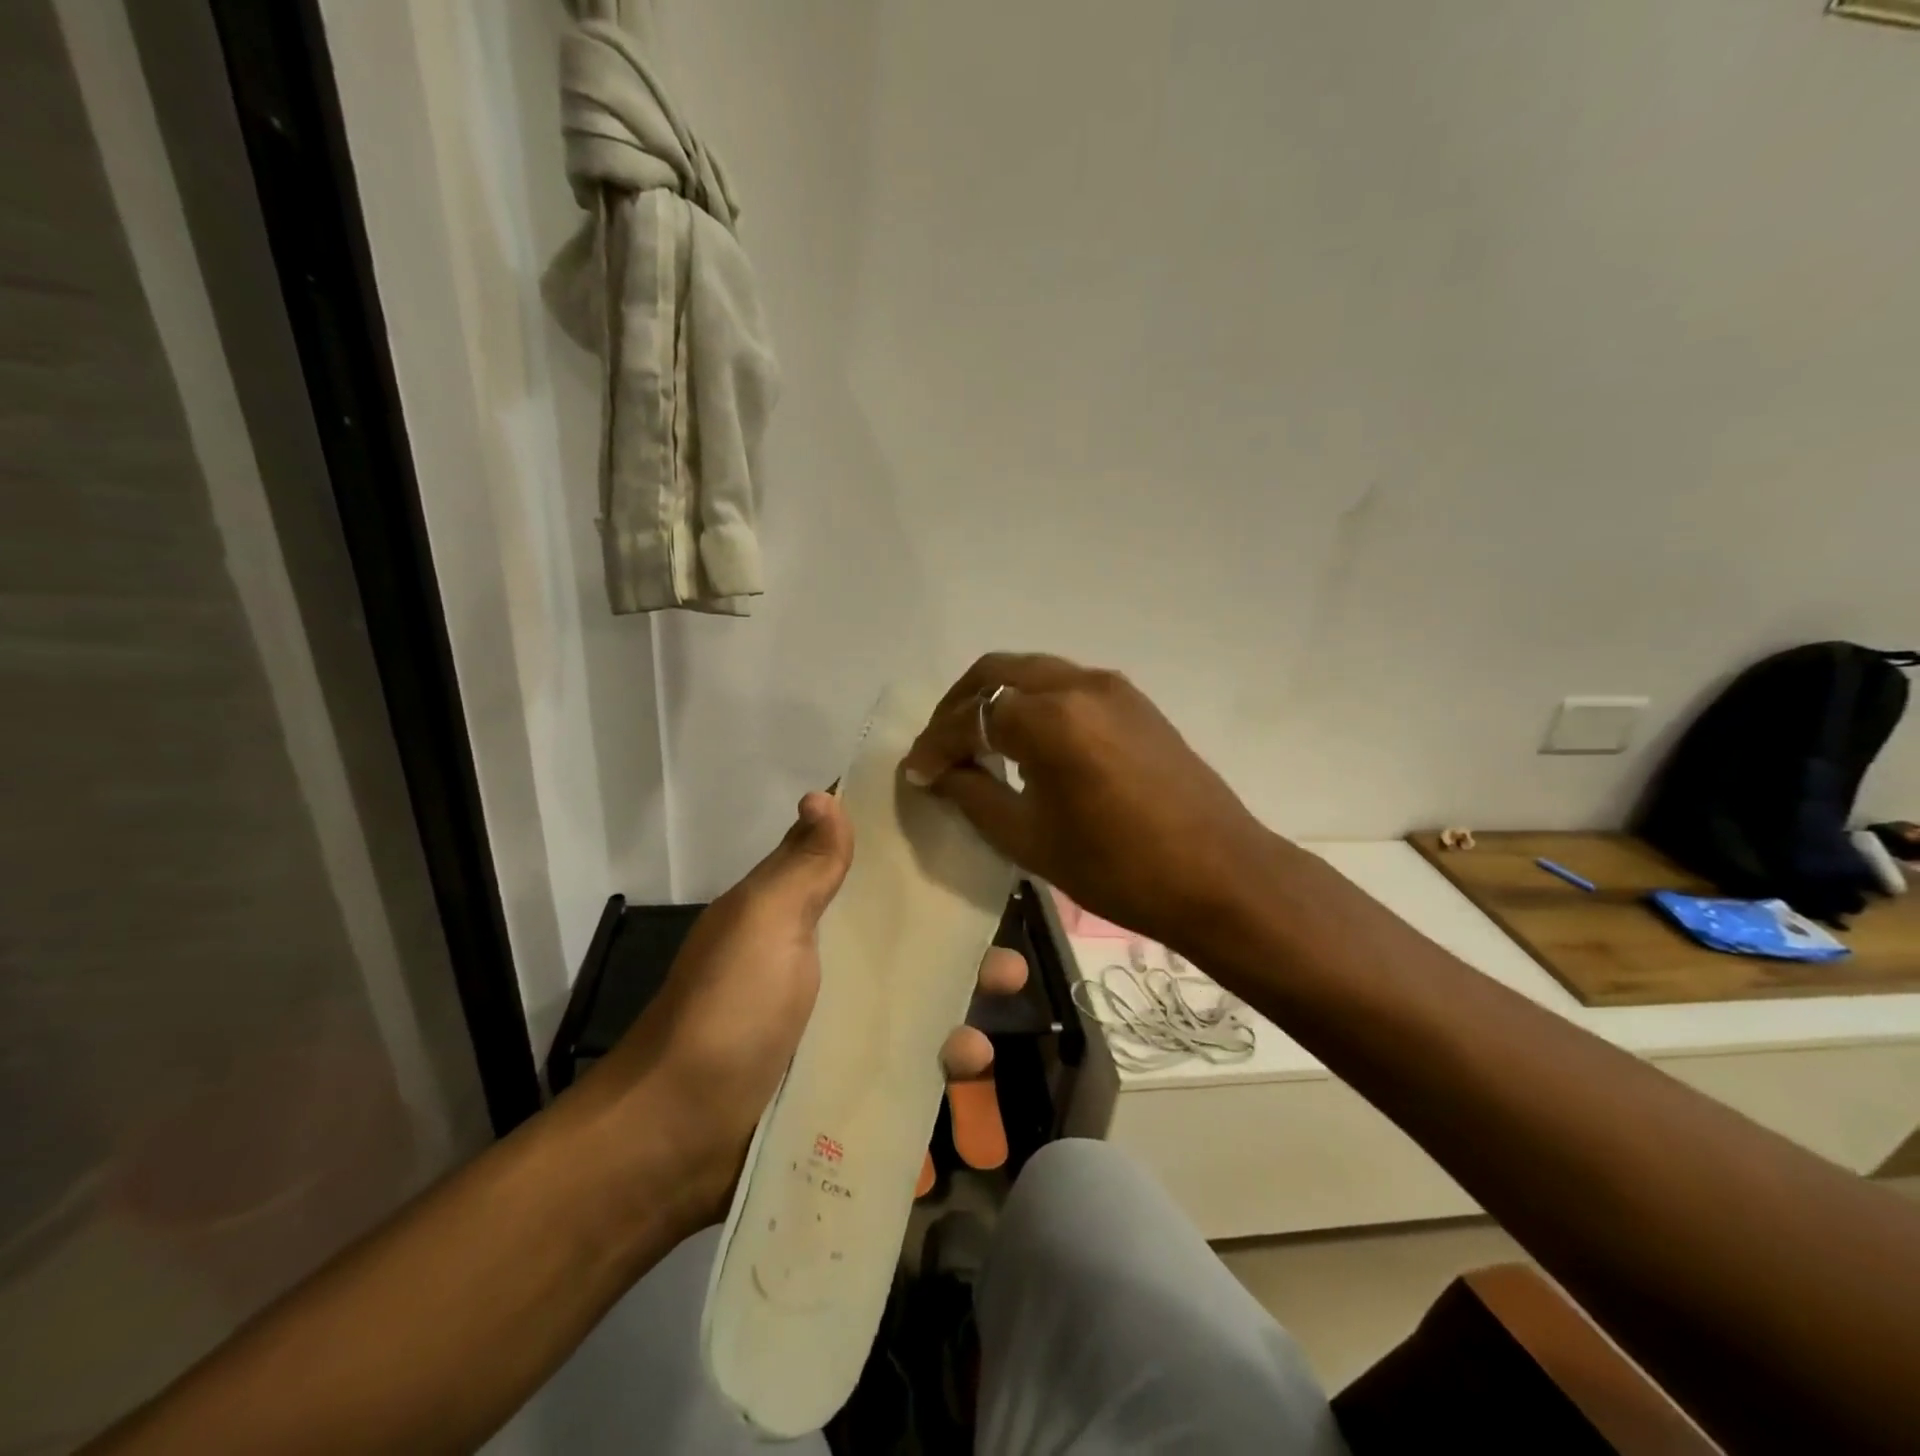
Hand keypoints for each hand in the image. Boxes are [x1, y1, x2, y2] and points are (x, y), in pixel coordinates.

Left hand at [597, 791, 1026, 1232]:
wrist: (678, 1139)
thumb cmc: (728, 1011)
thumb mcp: (765, 924)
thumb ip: (803, 866)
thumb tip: (823, 794)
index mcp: (802, 911)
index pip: (859, 861)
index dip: (904, 841)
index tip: (960, 822)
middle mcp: (826, 959)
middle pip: (904, 931)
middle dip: (956, 928)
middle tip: (1004, 933)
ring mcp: (841, 1020)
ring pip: (918, 994)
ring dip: (964, 996)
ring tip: (1003, 992)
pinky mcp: (852, 1075)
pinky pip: (912, 1059)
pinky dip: (943, 1060)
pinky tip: (968, 1062)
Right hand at [902, 653, 1276, 952]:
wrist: (1220, 876)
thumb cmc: (1118, 869)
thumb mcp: (1029, 839)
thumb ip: (974, 794)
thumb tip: (939, 771)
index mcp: (1050, 720)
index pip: (971, 718)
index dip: (936, 745)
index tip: (916, 771)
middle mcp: (1079, 685)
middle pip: (998, 673)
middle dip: (959, 705)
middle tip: (942, 746)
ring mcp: (1113, 688)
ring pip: (1034, 673)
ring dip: (998, 699)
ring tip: (980, 744)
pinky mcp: (1136, 702)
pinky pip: (1067, 686)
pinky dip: (1034, 703)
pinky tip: (1029, 743)